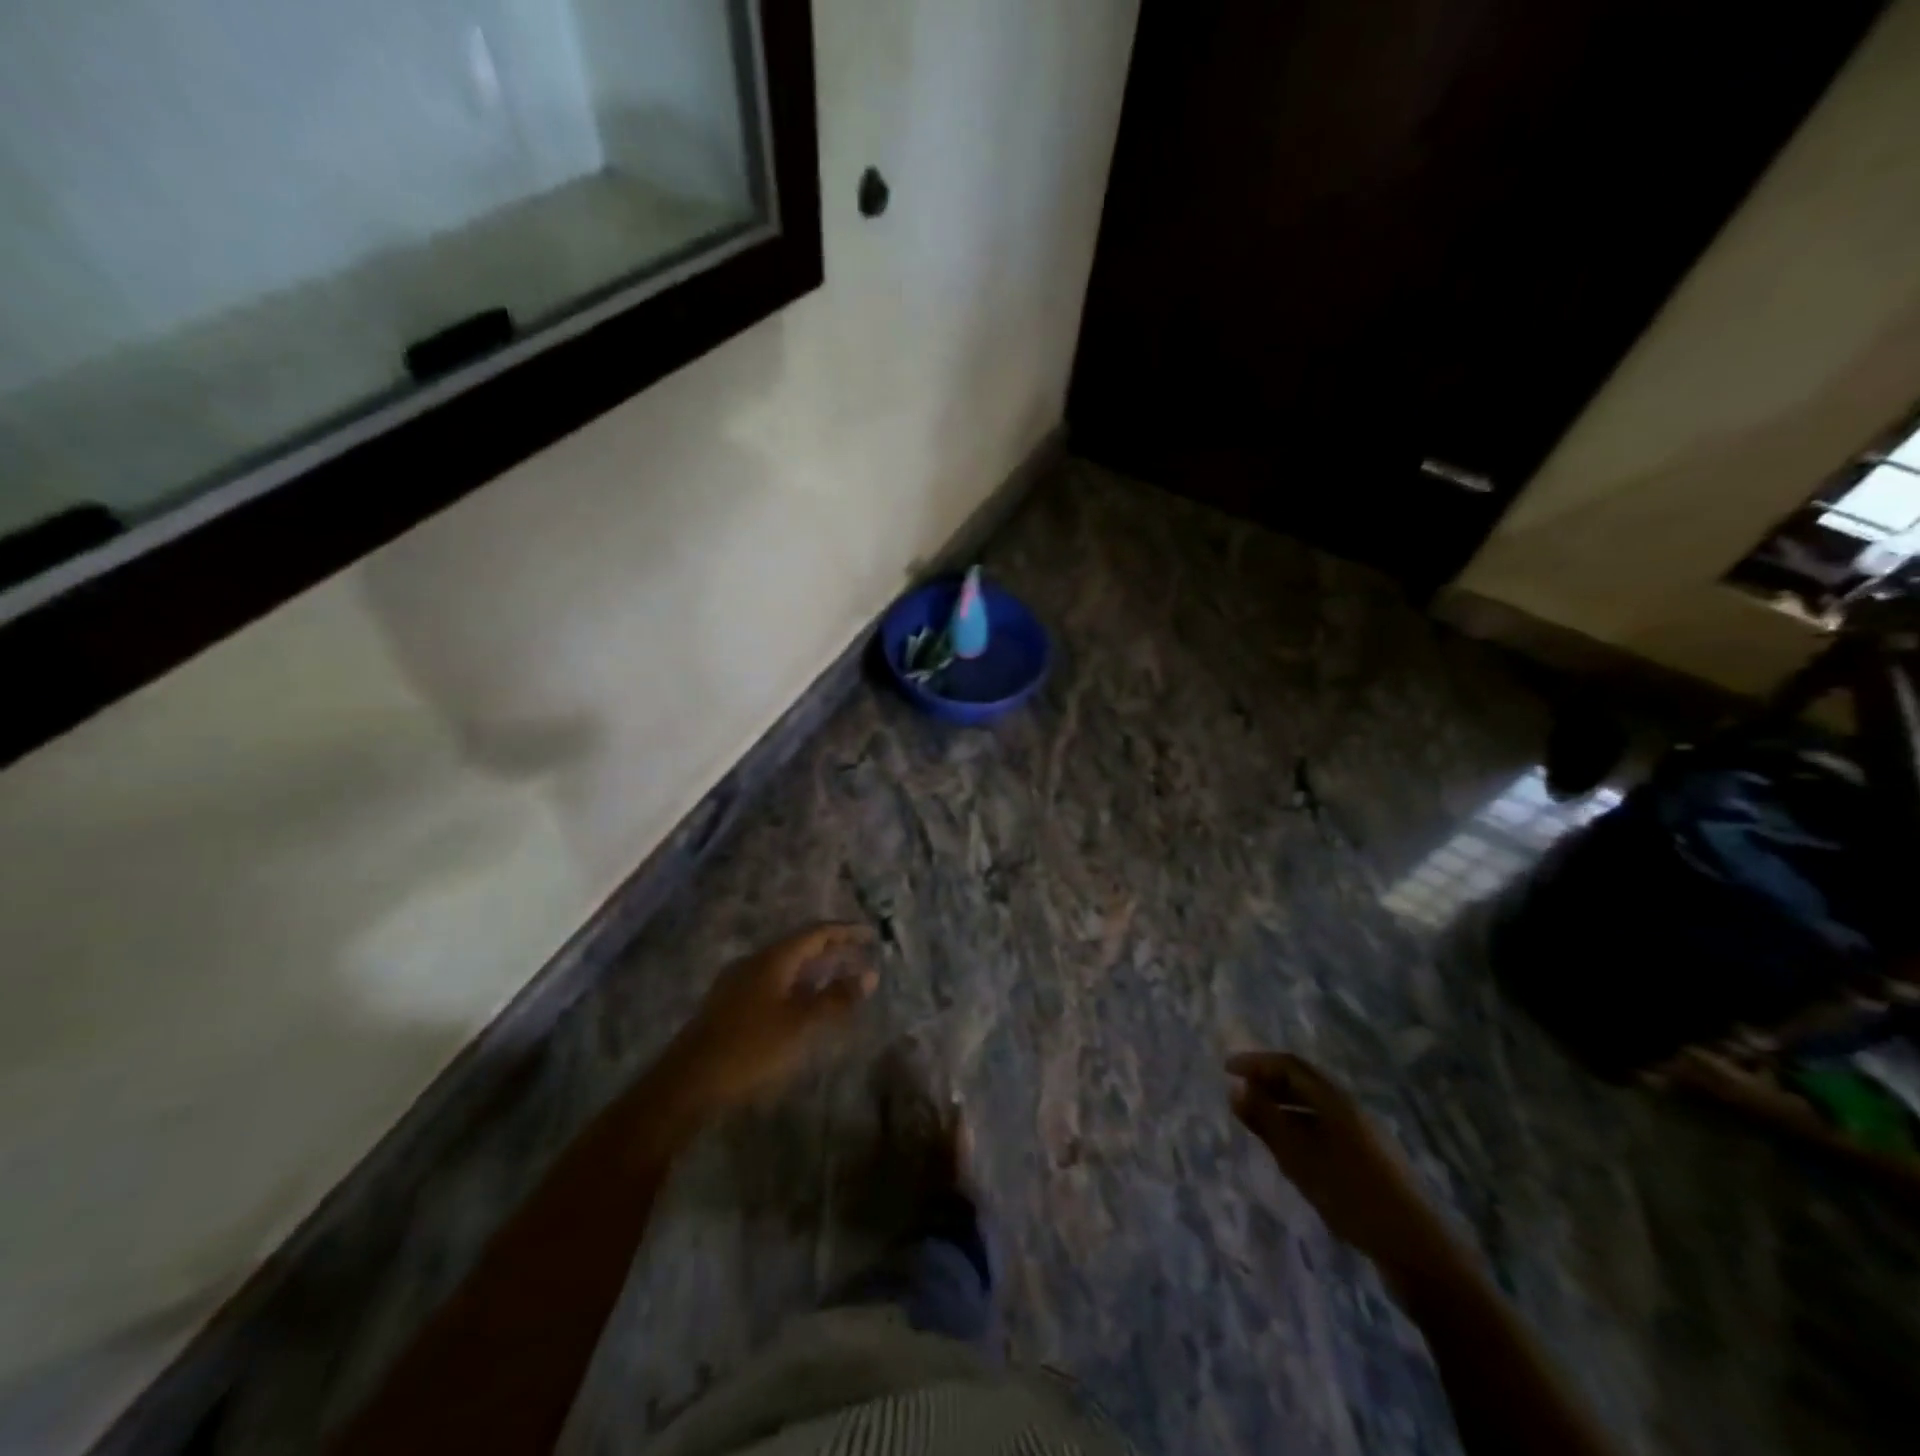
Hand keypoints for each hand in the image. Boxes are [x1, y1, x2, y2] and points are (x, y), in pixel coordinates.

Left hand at [671, 924, 878, 1109]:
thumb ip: (836, 999)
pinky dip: (797, 986)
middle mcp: (754, 962)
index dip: (846, 932)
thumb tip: (869, 975)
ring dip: (814, 970)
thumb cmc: (750, 1049)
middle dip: (832, 950)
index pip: (816, 932)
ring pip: (785, 967)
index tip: (871, 935)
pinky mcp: (730, 1005)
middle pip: (799, 947)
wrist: (687, 1083)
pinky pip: (773, 983)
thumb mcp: (800, 1024)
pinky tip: (803, 1005)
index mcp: (772, 959)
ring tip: (838, 980)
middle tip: (860, 957)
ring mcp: (738, 983)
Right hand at [1227, 1051, 1449, 1278]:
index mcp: (1336, 1101)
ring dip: (1284, 1103)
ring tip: (1257, 1117)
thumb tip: (1236, 1088)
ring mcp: (1363, 1135)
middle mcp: (1350, 1110)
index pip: (1290, 1066)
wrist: (1419, 1252)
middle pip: (1305, 1082)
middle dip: (1269, 1080)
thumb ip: (1267, 1122)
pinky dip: (1299, 1125)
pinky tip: (1290, 1149)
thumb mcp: (1301, 1159)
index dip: (1257, 1062)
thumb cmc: (1354, 1197)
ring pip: (1315, 1106)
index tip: (1227, 1068)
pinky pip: (1325, 1127)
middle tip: (1239, 1088)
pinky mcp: (1369, 1160)